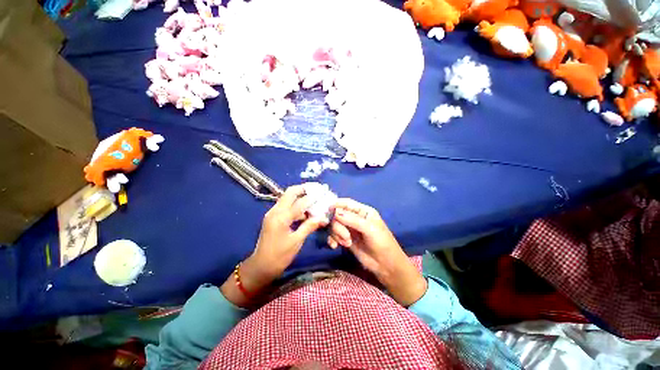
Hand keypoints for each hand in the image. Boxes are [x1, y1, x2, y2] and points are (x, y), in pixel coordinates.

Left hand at [221, 185, 327, 306]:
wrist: (261, 266)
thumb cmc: (280, 256)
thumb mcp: (297, 241)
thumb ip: (309, 226)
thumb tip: (323, 217)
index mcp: (281, 217)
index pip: (300, 202)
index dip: (312, 197)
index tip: (322, 192)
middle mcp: (275, 211)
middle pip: (290, 193)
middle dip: (303, 189)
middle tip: (316, 189)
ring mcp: (273, 213)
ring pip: (287, 198)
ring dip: (299, 196)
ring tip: (313, 199)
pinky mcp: (273, 217)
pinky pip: (285, 206)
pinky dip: (295, 205)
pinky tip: (304, 212)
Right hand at [329, 199, 426, 305]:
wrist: (386, 265)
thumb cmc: (382, 243)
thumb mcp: (369, 229)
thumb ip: (352, 220)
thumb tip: (335, 212)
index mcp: (363, 211)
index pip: (347, 203)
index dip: (337, 204)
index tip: (328, 209)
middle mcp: (355, 218)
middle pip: (338, 215)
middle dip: (338, 226)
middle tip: (346, 237)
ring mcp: (349, 229)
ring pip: (335, 225)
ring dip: (337, 234)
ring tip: (346, 243)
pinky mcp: (346, 239)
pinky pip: (334, 235)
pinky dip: (332, 239)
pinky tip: (335, 246)